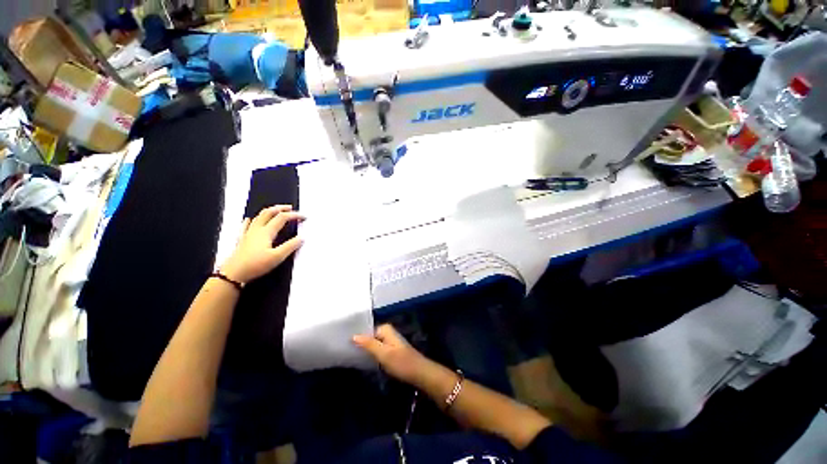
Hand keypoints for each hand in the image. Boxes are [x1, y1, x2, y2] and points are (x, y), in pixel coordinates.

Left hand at [221, 205, 303, 283]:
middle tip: (290, 208)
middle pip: (269, 212)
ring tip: (276, 211)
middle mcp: (257, 229)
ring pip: (259, 217)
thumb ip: (290, 246)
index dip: (294, 215)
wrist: (233, 273)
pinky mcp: (242, 239)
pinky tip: (250, 219)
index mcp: (266, 232)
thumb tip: (302, 238)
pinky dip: (251, 220)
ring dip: (269, 211)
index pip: (282, 218)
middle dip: (280, 208)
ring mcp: (248, 233)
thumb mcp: (277, 257)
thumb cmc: (256, 265)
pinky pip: (246, 226)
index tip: (304, 217)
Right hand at [353, 324, 433, 385]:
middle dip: (360, 343)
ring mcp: (389, 342)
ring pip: (373, 344)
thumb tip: (353, 335)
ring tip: (351, 356)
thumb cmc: (401, 362)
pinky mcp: (391, 351)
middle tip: (346, 351)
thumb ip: (369, 344)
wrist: (419, 373)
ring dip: (365, 350)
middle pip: (370, 336)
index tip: (344, 344)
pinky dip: (371, 354)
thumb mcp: (383, 353)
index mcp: (385, 329)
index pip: (366, 330)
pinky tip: (364, 361)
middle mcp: (387, 333)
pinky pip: (377, 350)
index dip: (357, 336)